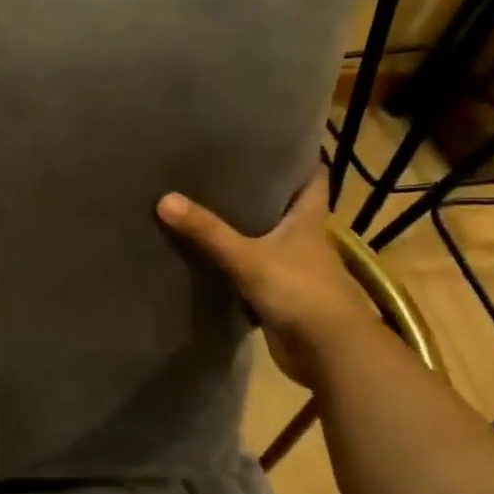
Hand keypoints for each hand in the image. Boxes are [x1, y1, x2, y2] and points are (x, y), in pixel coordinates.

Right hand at [157, 172, 374, 385]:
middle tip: (221, 169)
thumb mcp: (248, 257)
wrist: (329, 352)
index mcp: (309, 218)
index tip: (269, 141)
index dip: (297, 157)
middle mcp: (304, 238)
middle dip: (259, 190)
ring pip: (268, 239)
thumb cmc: (300, 291)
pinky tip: (208, 254)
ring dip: (245, 228)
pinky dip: (236, 263)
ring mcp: (294, 268)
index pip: (313, 176)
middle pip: (285, 205)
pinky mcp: (281, 294)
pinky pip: (254, 270)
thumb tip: (164, 199)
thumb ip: (208, 231)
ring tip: (206, 205)